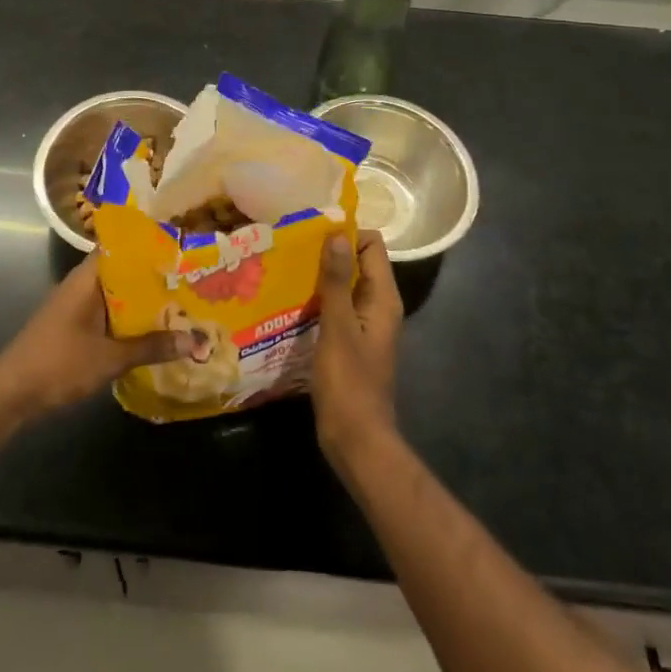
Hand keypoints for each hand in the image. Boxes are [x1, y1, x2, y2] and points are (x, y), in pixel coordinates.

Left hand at [0, 256, 191, 421]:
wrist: (10, 394)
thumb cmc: (58, 364)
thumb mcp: (109, 358)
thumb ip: (151, 347)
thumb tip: (196, 340)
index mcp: (88, 278)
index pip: (123, 247)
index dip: (152, 245)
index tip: (183, 247)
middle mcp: (83, 285)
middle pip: (124, 272)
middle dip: (156, 277)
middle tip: (194, 278)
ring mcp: (77, 305)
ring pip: (118, 295)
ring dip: (144, 301)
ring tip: (184, 302)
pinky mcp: (75, 326)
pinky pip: (110, 313)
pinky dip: (130, 319)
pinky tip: (154, 331)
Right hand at [312, 231, 402, 462]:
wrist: (356, 438)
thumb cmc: (348, 381)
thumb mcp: (338, 326)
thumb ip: (336, 280)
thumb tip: (336, 235)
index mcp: (383, 298)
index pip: (372, 246)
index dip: (346, 234)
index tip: (312, 232)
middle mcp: (379, 306)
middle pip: (358, 263)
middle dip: (329, 252)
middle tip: (292, 248)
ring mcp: (365, 325)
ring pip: (344, 285)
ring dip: (320, 276)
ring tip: (286, 268)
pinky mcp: (351, 342)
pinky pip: (336, 308)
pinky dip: (318, 299)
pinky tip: (291, 301)